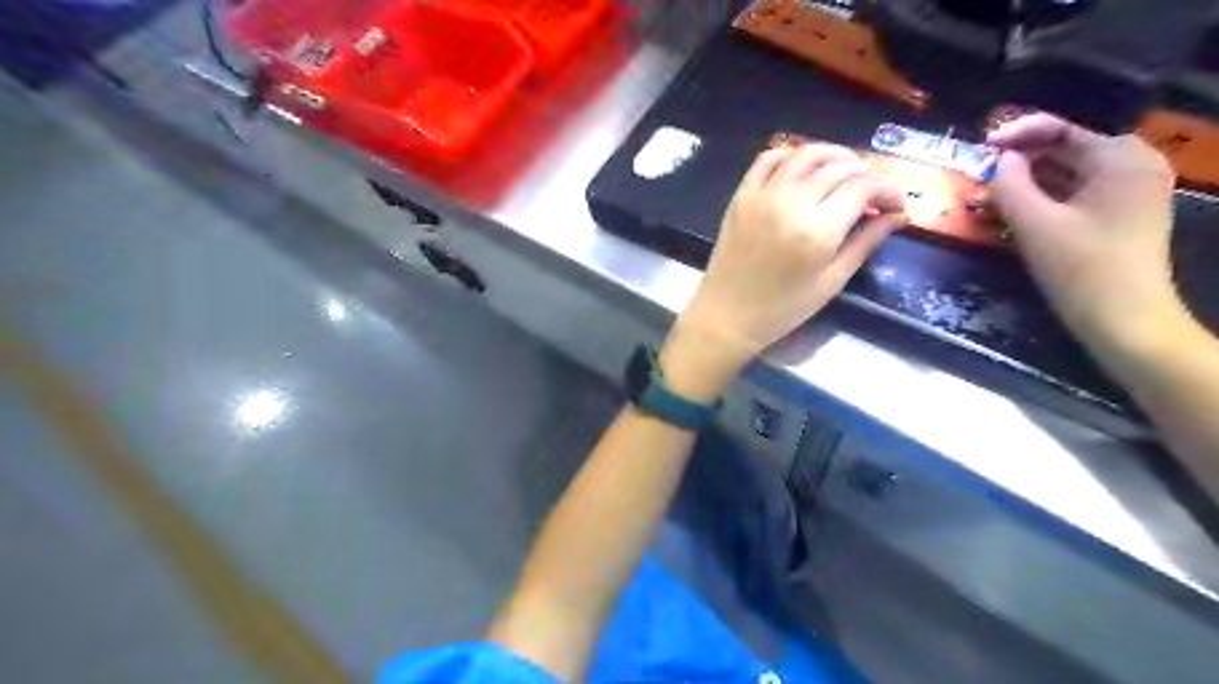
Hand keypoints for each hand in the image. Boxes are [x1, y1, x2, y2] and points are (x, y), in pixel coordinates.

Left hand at [658, 143, 903, 400]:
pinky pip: (769, 158)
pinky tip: (804, 168)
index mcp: (818, 230)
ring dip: (833, 156)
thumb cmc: (783, 308)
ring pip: (806, 154)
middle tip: (871, 194)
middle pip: (839, 167)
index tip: (895, 205)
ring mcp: (762, 195)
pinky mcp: (742, 195)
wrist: (727, 314)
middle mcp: (791, 203)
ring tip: (845, 172)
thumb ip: (865, 242)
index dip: (888, 190)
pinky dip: (792, 155)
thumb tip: (898, 215)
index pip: (864, 187)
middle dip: (865, 174)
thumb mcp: (832, 281)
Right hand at [984, 111, 1185, 355]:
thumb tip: (998, 160)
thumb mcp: (1035, 224)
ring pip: (1070, 173)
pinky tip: (1017, 209)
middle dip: (1022, 159)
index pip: (1062, 129)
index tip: (980, 146)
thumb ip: (1010, 185)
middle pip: (1067, 149)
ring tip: (992, 192)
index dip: (1017, 134)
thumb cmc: (1081, 268)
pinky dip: (1046, 197)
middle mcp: (1134, 165)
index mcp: (1120, 159)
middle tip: (981, 172)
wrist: (1125, 320)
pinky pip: (1078, 193)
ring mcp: (1132, 191)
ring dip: (1030, 180)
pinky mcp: (1122, 215)